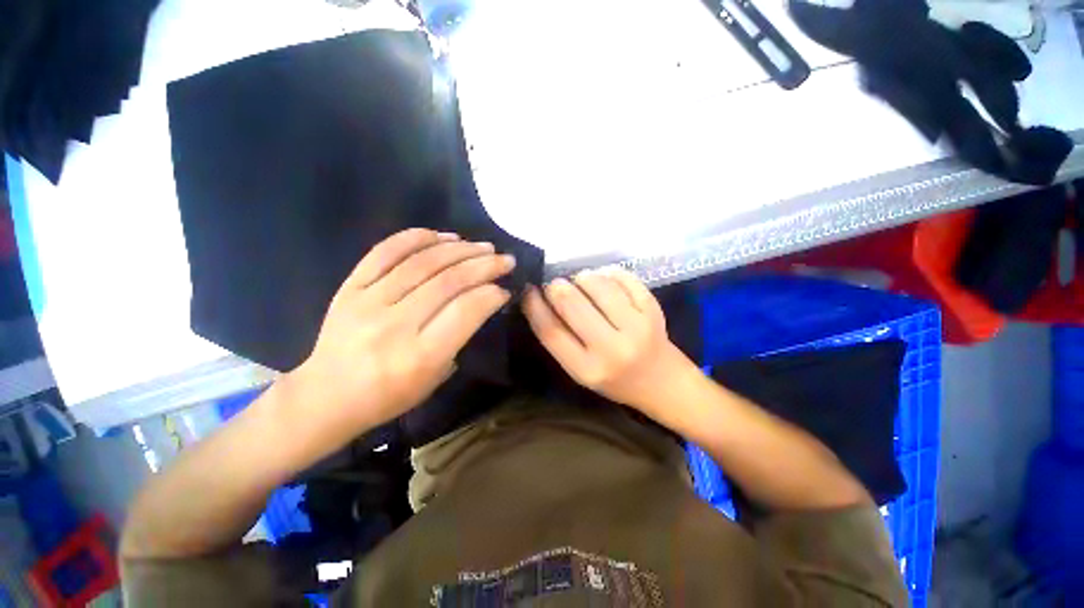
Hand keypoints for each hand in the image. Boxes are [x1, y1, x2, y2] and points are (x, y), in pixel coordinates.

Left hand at [284, 228, 515, 436]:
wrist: (326, 396)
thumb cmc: (389, 395)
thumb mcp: (435, 378)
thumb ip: (459, 338)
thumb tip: (481, 300)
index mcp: (419, 356)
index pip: (465, 311)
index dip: (491, 294)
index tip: (505, 289)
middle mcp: (395, 325)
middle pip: (448, 281)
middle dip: (484, 265)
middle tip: (504, 259)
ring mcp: (368, 302)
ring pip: (422, 262)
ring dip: (459, 249)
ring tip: (481, 246)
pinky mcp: (349, 288)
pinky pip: (385, 252)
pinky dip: (416, 238)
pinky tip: (441, 235)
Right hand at [522, 267, 697, 415]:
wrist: (662, 382)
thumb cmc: (615, 380)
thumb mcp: (581, 370)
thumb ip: (560, 340)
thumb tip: (539, 299)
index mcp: (587, 369)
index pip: (550, 331)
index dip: (534, 306)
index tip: (528, 290)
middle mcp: (612, 349)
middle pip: (572, 304)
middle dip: (556, 287)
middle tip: (555, 284)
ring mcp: (637, 327)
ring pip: (598, 286)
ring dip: (582, 277)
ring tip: (580, 280)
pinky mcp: (653, 310)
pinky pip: (624, 279)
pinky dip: (608, 273)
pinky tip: (604, 278)